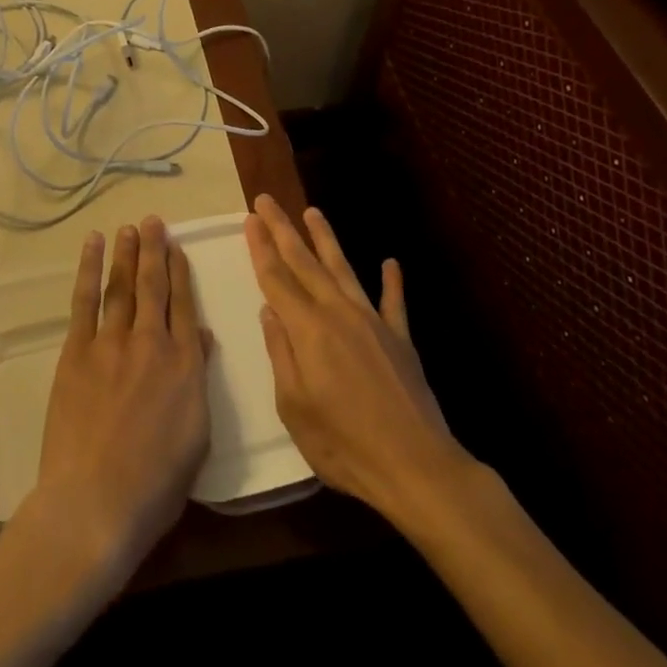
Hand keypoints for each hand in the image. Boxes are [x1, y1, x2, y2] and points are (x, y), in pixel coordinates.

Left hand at [24, 216, 210, 588]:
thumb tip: (201, 337)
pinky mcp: (77, 351)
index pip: (184, 306)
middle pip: (154, 286)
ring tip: (130, 228)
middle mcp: (151, 342)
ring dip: (127, 253)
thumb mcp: (196, 437)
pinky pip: (85, 300)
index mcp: (184, 365)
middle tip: (154, 222)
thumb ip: (198, 379)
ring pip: (123, 285)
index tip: (178, 249)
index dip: (181, 273)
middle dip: (155, 250)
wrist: (95, 503)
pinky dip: (89, 269)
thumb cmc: (155, 485)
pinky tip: (93, 246)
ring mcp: (112, 342)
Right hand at [244, 194, 464, 521]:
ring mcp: (372, 321)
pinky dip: (392, 281)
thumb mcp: (294, 407)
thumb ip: (281, 353)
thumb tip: (269, 310)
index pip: (276, 278)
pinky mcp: (400, 338)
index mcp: (308, 329)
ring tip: (313, 212)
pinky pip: (394, 302)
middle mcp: (338, 313)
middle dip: (283, 229)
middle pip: (304, 262)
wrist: (416, 467)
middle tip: (267, 200)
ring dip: (326, 239)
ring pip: (343, 269)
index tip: (250, 217)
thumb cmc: (344, 445)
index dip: (260, 246)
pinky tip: (390, 262)